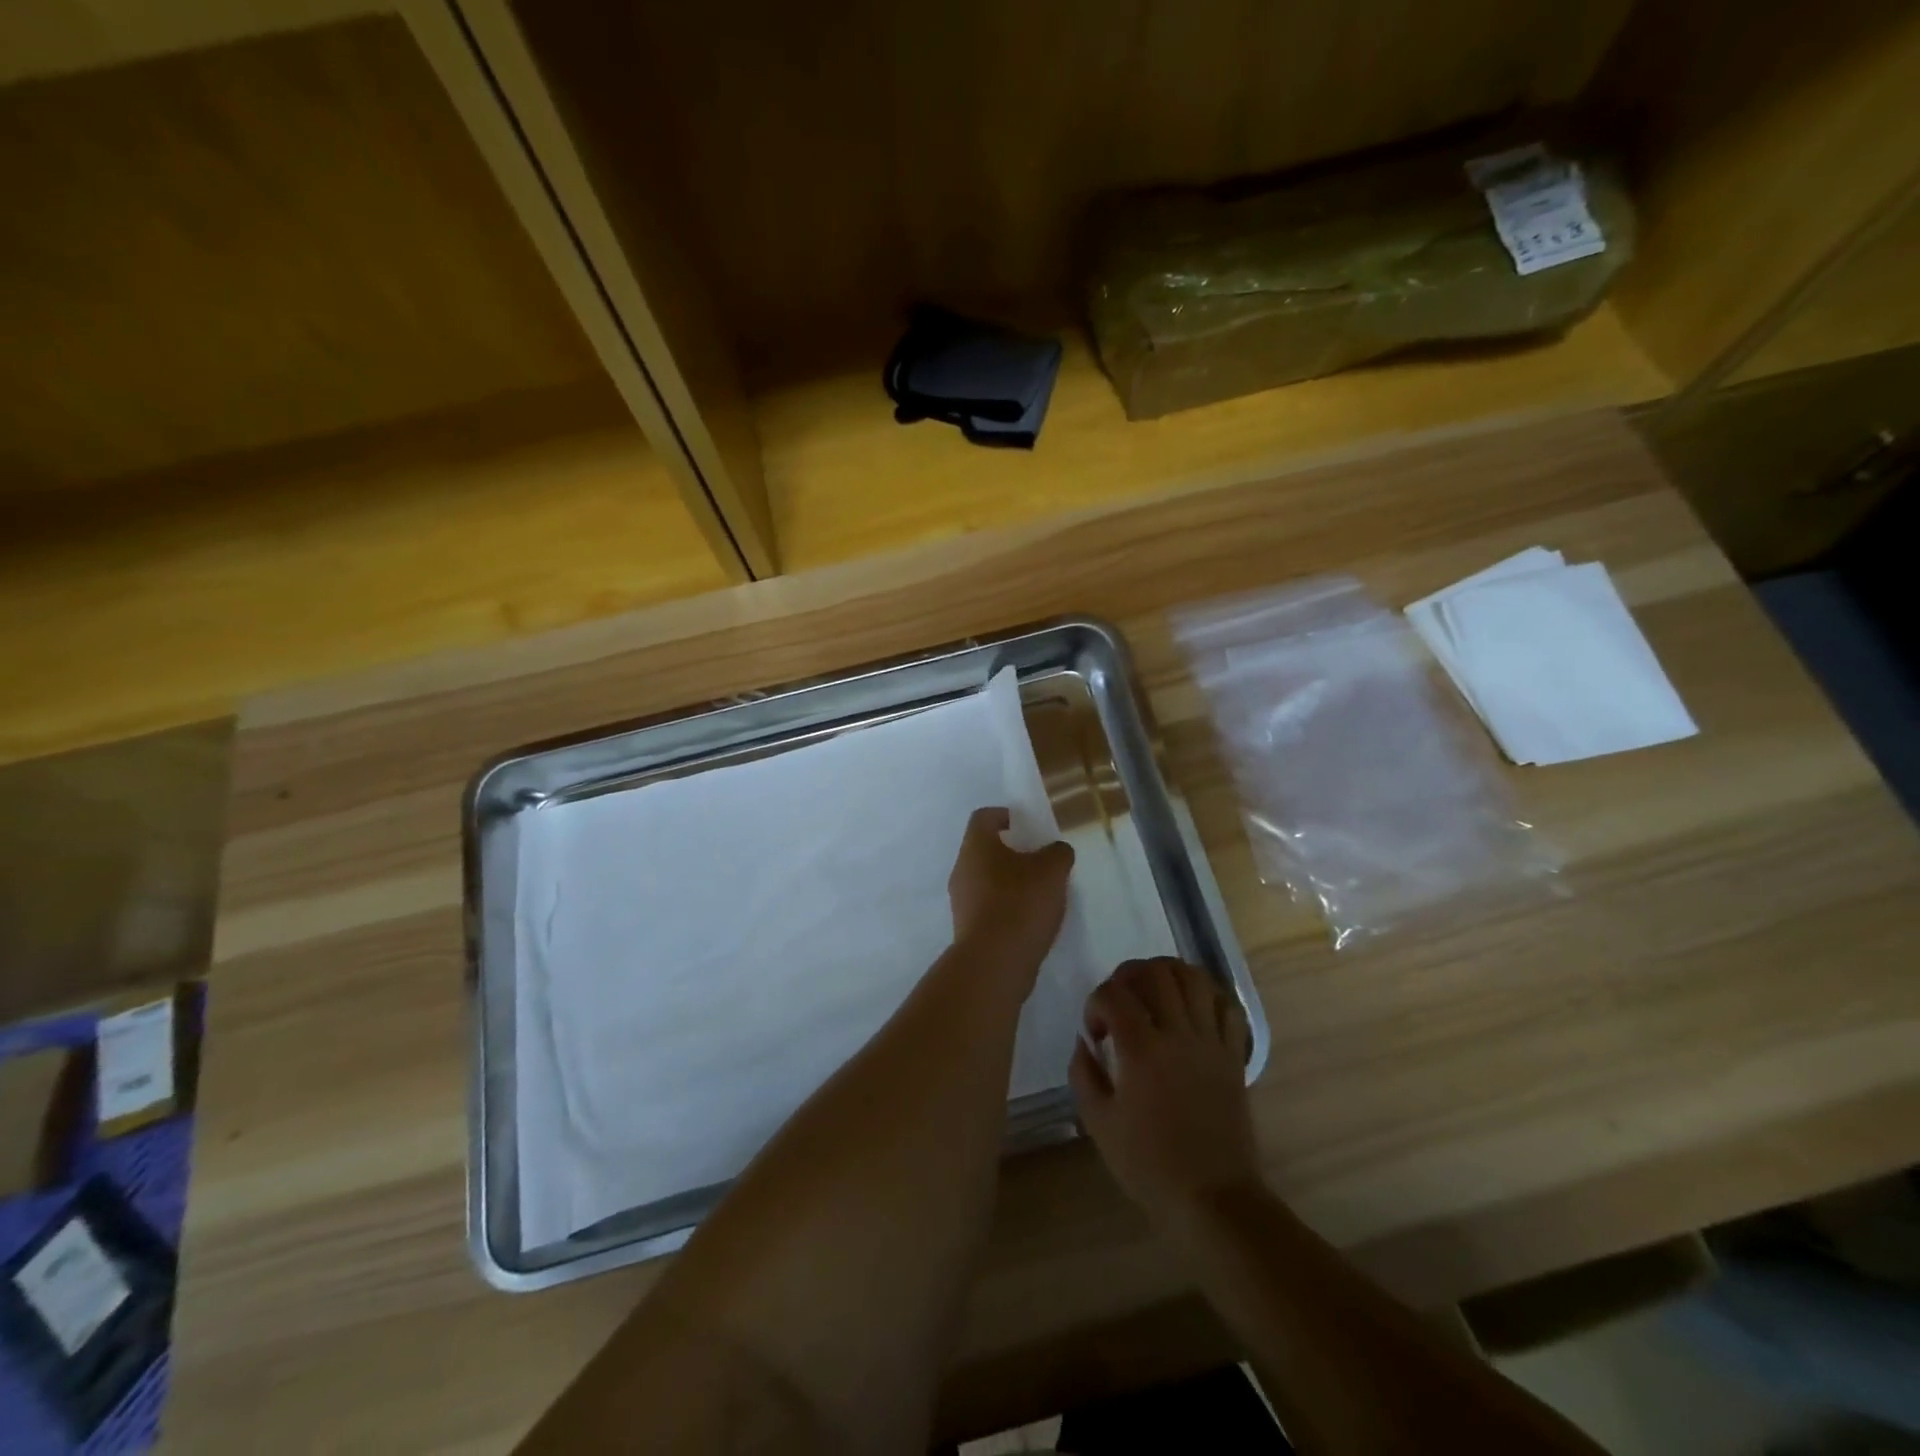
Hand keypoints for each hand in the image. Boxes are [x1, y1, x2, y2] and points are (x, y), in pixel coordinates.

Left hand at [948, 807, 1074, 971]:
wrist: (994, 962)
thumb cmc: (1021, 903)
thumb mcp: (1052, 871)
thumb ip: (1058, 853)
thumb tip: (1055, 850)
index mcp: (976, 846)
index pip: (984, 817)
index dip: (1004, 815)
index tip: (1024, 824)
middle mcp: (962, 869)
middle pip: (984, 850)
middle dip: (1011, 852)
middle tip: (1039, 861)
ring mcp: (961, 901)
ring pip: (985, 880)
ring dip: (1008, 882)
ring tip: (1039, 893)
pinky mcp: (966, 928)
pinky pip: (987, 906)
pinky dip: (1005, 907)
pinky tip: (1028, 919)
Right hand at [1070, 958, 1259, 1231]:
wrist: (1211, 1199)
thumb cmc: (1148, 1165)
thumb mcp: (1098, 1123)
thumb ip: (1084, 1072)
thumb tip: (1084, 1040)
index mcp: (1142, 1050)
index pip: (1113, 994)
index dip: (1096, 1003)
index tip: (1094, 1033)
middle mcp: (1179, 1034)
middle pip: (1157, 972)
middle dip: (1130, 975)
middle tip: (1121, 1000)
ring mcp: (1211, 1042)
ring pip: (1195, 978)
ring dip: (1169, 974)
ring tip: (1154, 993)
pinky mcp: (1233, 1056)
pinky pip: (1227, 1007)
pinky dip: (1208, 997)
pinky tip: (1191, 1010)